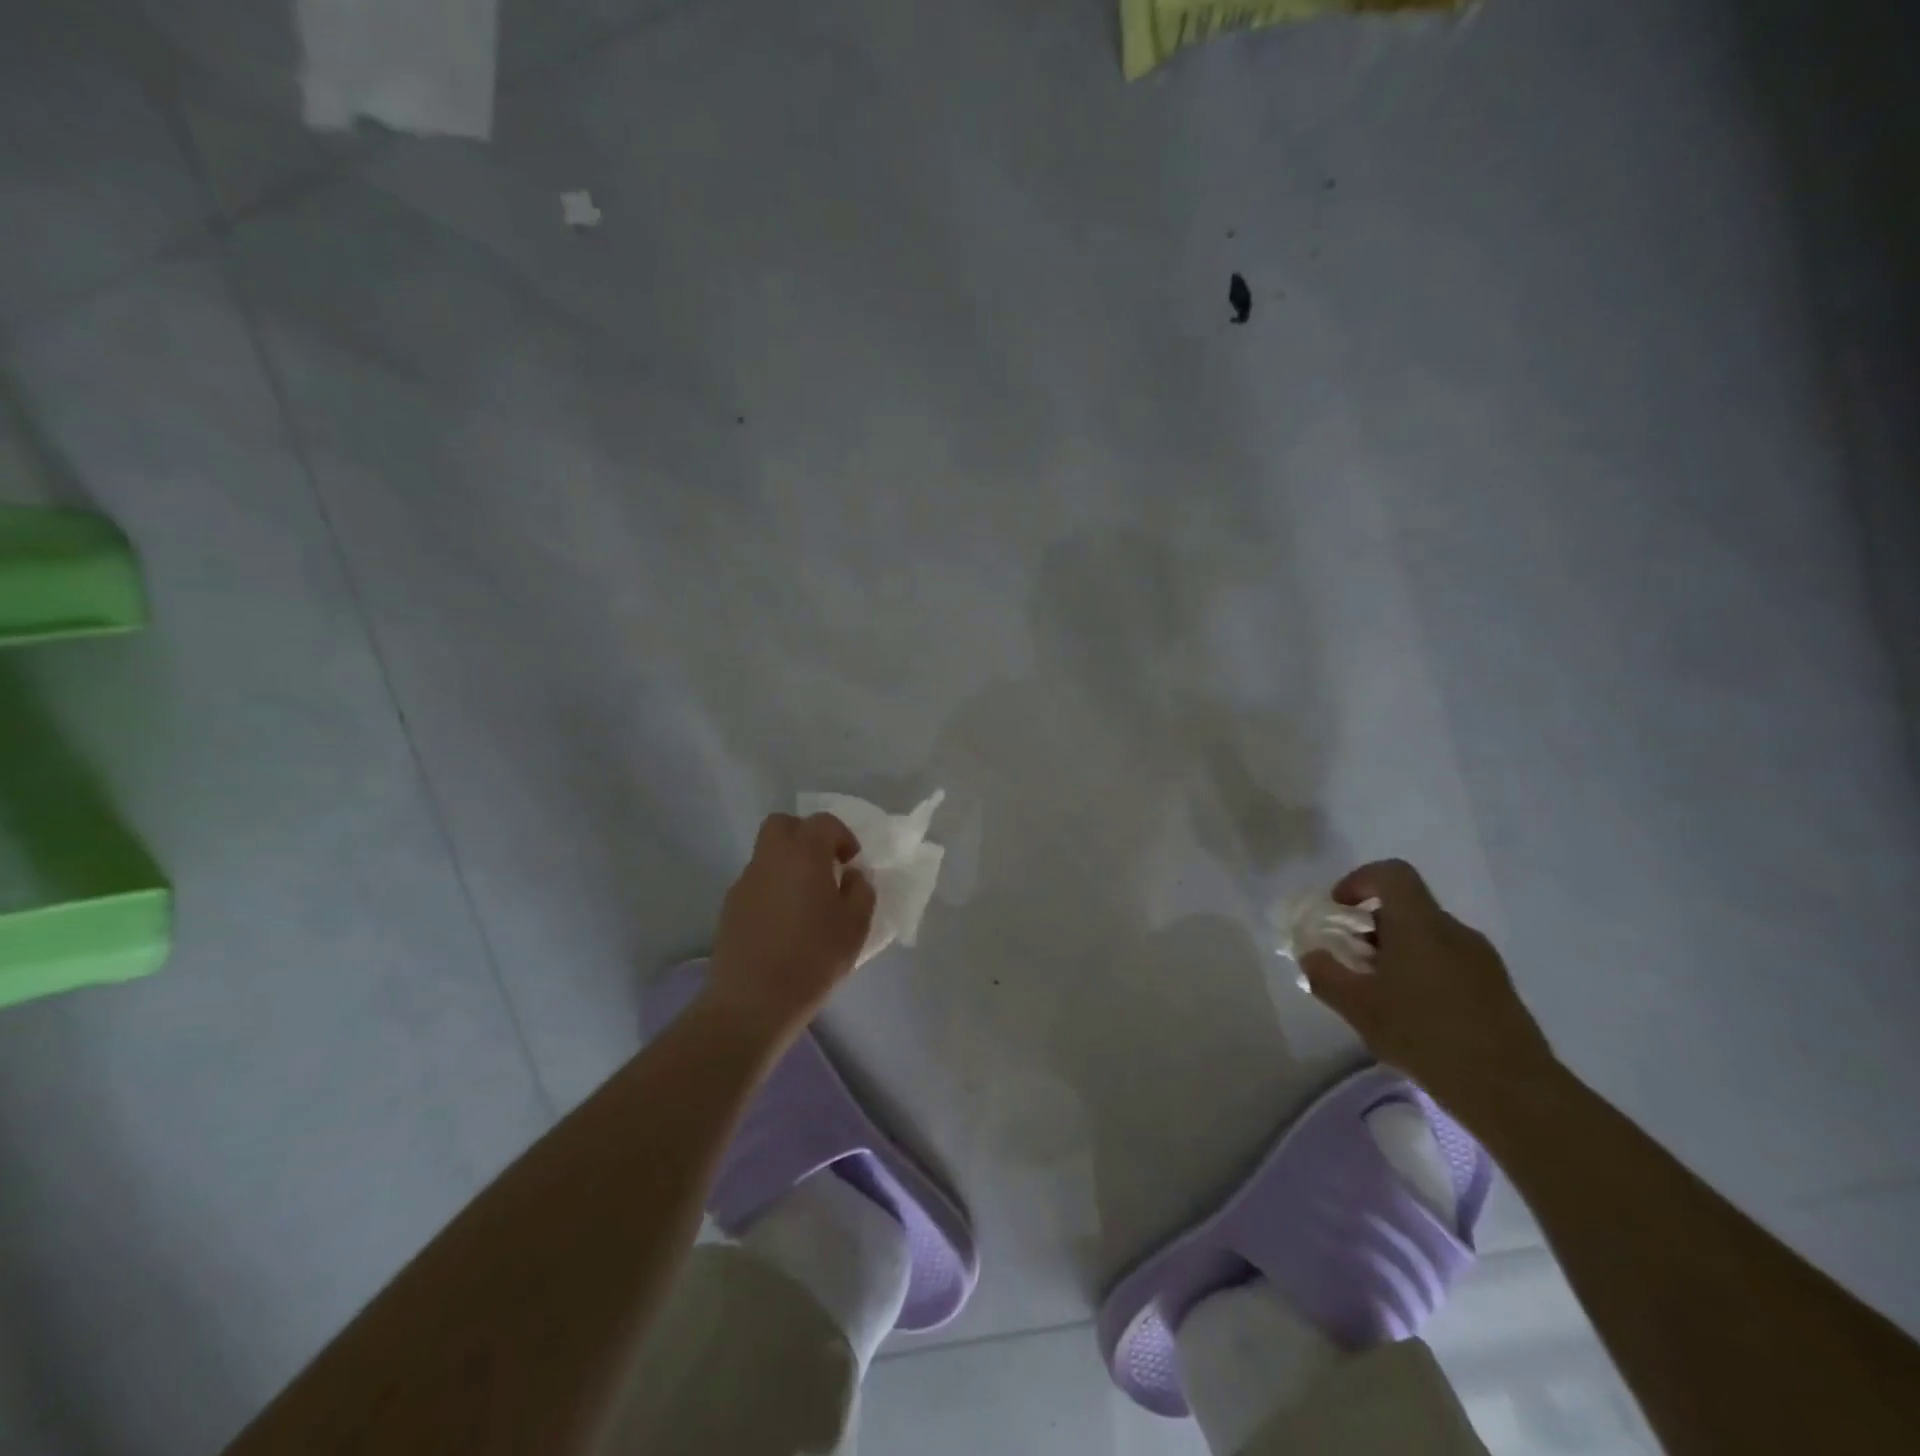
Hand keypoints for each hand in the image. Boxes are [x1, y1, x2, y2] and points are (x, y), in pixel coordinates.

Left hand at [706, 813, 876, 1039]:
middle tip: (823, 866)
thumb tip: (851, 876)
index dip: (841, 836)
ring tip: (805, 901)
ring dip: (788, 865)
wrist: (753, 1001)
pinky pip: (756, 883)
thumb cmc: (813, 958)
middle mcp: (770, 858)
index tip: (851, 862)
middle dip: (805, 836)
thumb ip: (860, 891)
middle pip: (783, 825)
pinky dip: (772, 889)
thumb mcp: (855, 926)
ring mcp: (744, 882)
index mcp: (804, 854)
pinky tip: (784, 923)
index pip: (823, 823)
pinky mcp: (729, 907)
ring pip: (767, 854)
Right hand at [1300, 859, 1558, 1116]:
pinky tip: (1414, 1017)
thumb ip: (1325, 974)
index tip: (1339, 910)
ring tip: (1379, 994)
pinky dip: (1423, 974)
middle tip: (1351, 961)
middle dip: (1371, 927)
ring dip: (1397, 953)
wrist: (1512, 1091)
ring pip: (1428, 938)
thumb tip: (1312, 955)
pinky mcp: (1497, 988)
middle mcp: (1454, 931)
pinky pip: (1449, 963)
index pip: (1392, 873)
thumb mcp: (1358, 1006)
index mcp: (1420, 924)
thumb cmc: (1425, 1034)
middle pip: (1407, 908)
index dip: (1359, 880)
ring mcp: (1482, 959)